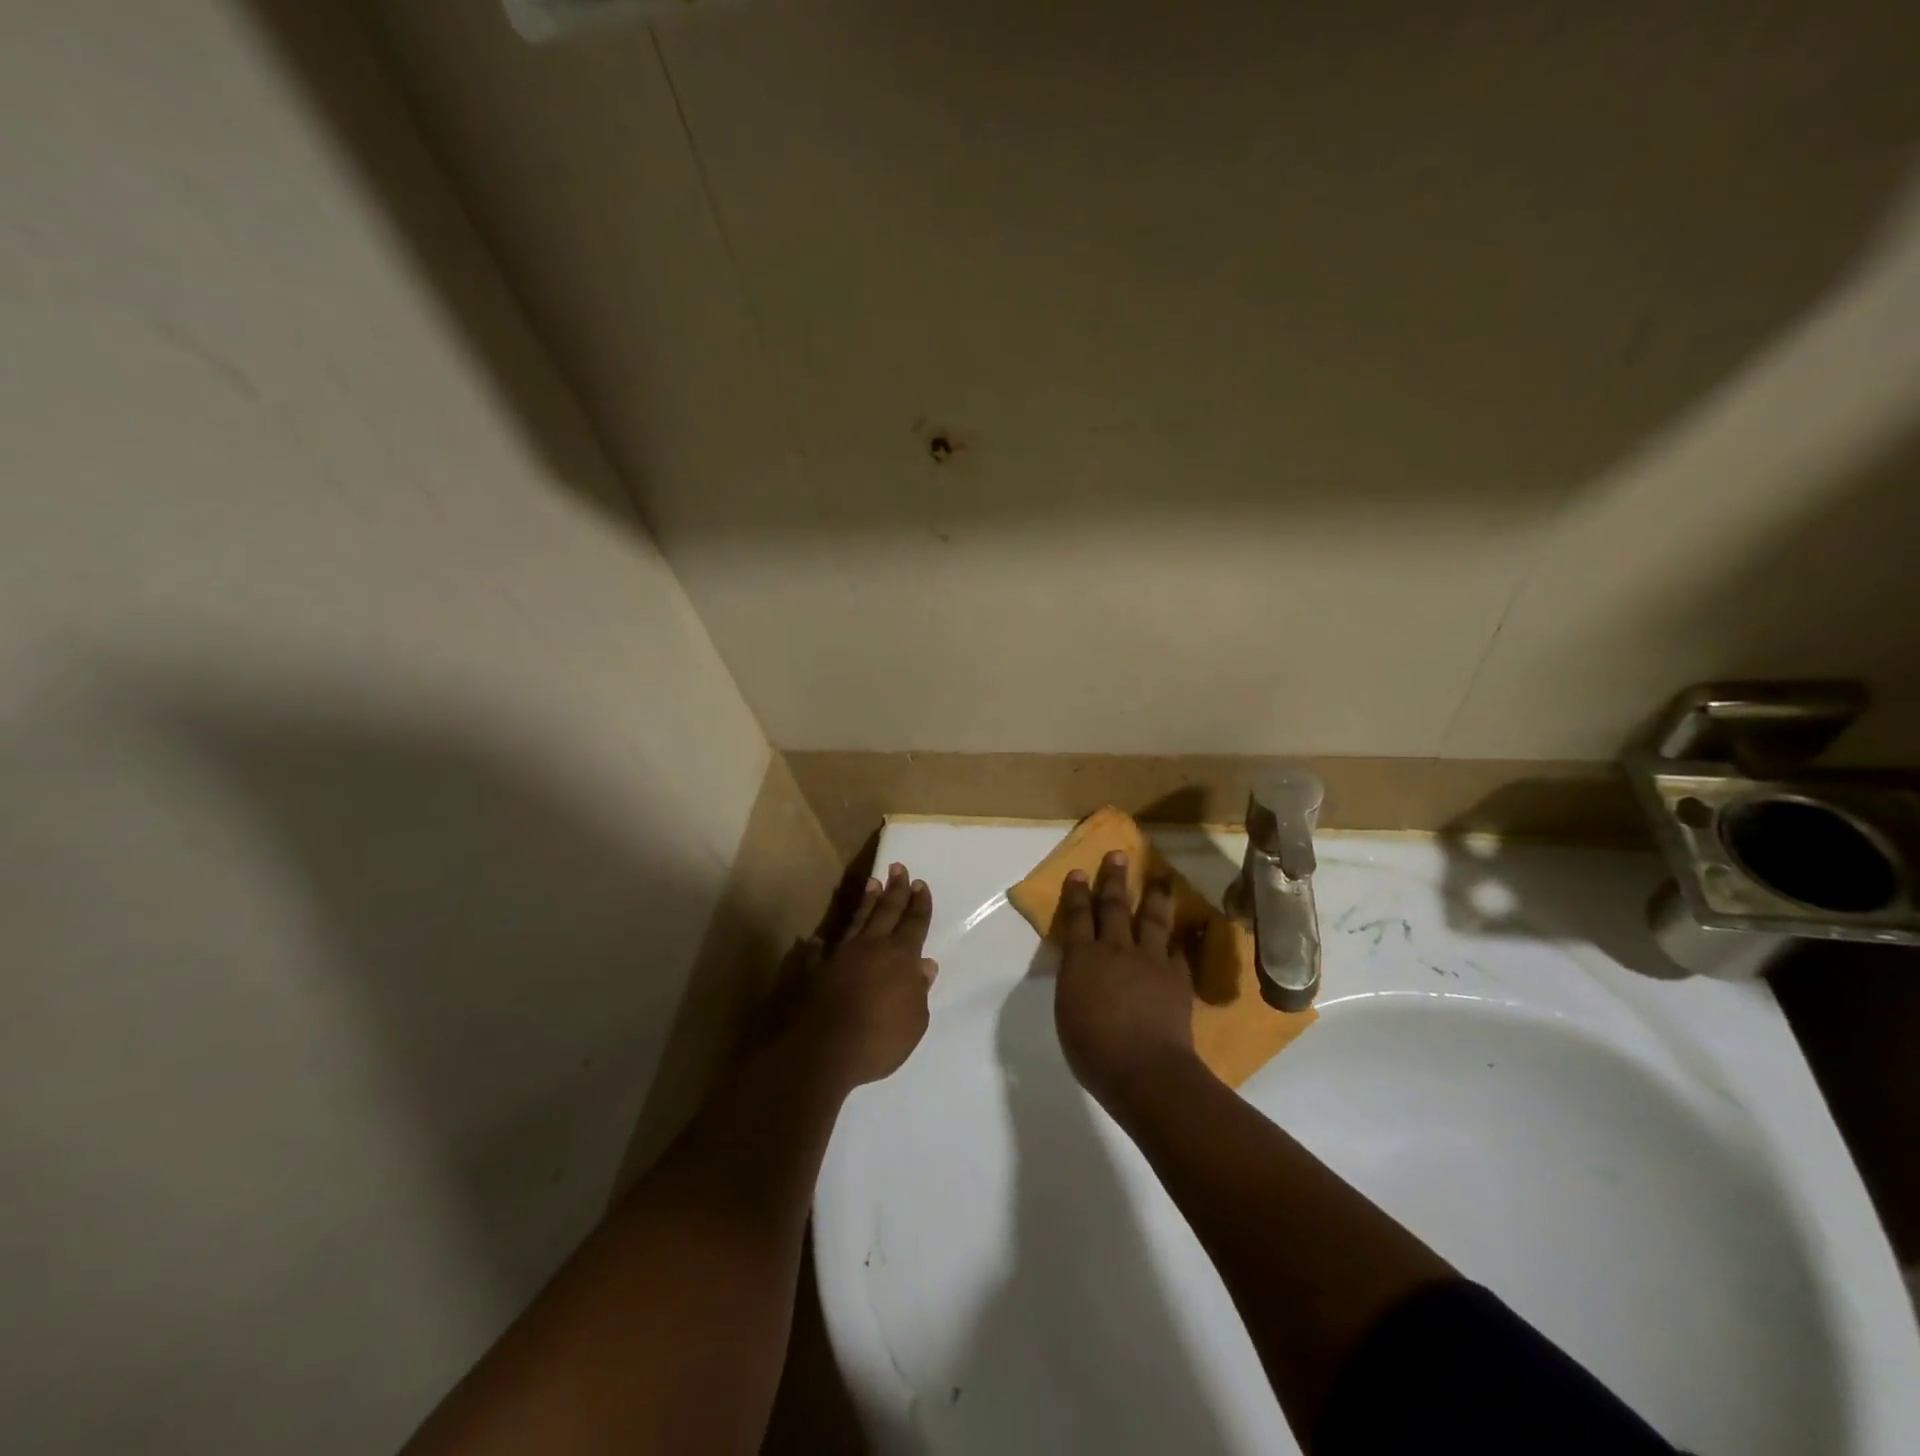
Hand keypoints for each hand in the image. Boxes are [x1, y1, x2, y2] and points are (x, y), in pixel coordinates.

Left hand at [798, 863, 936, 1088]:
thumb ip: (919, 991)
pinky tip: (819, 938)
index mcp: (900, 958)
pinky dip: (824, 943)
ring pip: (857, 920)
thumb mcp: (914, 1023)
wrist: (822, 1052)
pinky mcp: (816, 969)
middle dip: (895, 889)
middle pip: (886, 911)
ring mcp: (841, 955)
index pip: (914, 924)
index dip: (919, 904)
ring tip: (872, 883)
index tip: (920, 884)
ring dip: (867, 901)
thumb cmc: (878, 1041)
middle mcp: (871, 948)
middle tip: (899, 867)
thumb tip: (925, 965)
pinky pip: (823, 950)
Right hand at [1055, 850, 1201, 1109]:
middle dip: (1115, 880)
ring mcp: (1150, 960)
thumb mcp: (1067, 1011)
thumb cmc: (1094, 1050)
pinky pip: (1179, 949)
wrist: (1145, 1070)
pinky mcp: (1177, 976)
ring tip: (1160, 876)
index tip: (1080, 871)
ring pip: (1153, 919)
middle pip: (1115, 907)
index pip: (1078, 917)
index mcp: (1083, 959)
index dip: (1078, 893)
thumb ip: (1074, 981)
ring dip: (1155, 895)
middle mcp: (1116, 949)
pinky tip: (1187, 927)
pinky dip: (1182, 936)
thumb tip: (1081, 967)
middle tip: (1118, 855)